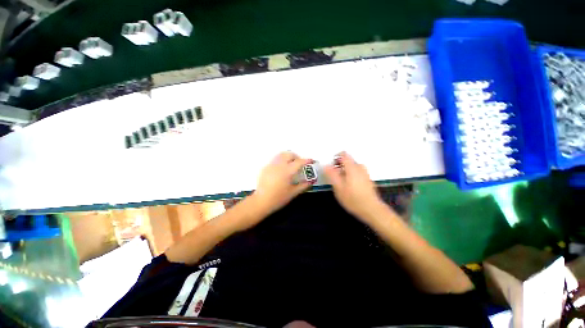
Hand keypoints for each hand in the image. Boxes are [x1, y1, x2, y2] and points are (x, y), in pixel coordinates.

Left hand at [251, 151, 312, 215]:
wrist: (261, 201)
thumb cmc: (279, 198)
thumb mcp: (293, 193)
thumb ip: (304, 185)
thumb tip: (311, 181)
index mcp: (288, 171)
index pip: (300, 162)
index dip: (307, 160)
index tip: (312, 161)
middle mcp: (279, 165)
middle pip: (289, 154)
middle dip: (296, 157)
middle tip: (299, 164)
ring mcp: (271, 165)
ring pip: (281, 155)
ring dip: (288, 157)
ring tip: (290, 164)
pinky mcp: (265, 167)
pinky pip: (274, 160)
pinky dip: (280, 161)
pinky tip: (281, 170)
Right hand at [324, 152, 386, 222]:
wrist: (371, 209)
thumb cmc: (353, 199)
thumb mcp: (338, 187)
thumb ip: (331, 175)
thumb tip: (325, 166)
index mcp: (352, 167)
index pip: (344, 154)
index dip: (336, 157)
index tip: (331, 165)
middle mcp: (360, 168)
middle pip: (348, 161)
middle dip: (339, 166)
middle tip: (334, 176)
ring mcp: (365, 174)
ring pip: (353, 167)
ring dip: (345, 171)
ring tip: (341, 182)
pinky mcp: (368, 180)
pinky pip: (357, 172)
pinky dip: (351, 175)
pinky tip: (349, 186)